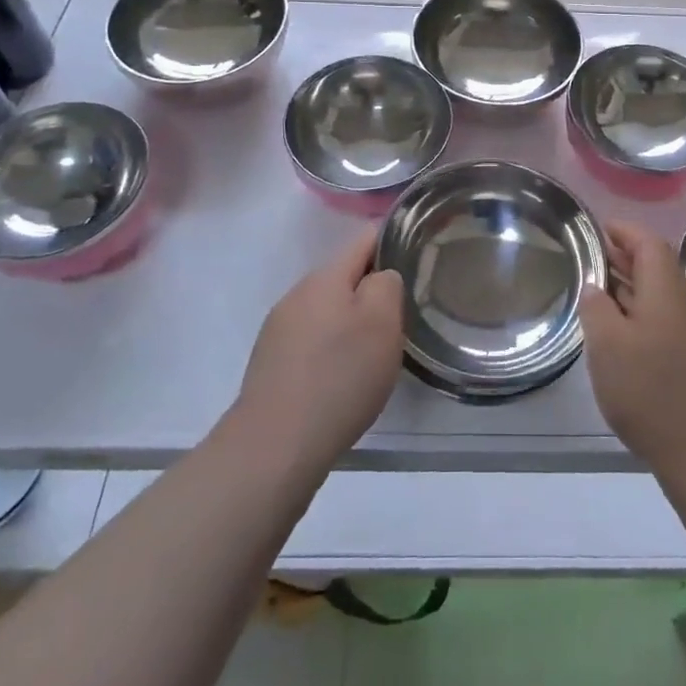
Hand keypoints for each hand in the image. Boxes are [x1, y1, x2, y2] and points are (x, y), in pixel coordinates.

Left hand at [234, 232, 403, 476]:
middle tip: (400, 317)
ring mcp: (278, 329)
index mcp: (325, 277)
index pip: (364, 240)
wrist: (274, 445)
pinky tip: (342, 377)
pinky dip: (330, 348)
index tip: (415, 259)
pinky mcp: (270, 363)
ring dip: (350, 321)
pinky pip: (311, 340)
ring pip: (326, 310)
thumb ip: (387, 284)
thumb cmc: (339, 376)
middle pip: (343, 277)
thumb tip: (380, 276)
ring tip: (374, 351)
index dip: (392, 243)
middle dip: (371, 289)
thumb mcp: (382, 322)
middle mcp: (297, 294)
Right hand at [580, 221, 685, 479]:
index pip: (648, 242)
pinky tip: (621, 331)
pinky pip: (665, 316)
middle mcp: (685, 302)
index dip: (623, 230)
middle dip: (624, 255)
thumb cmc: (651, 392)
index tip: (596, 229)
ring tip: (598, 290)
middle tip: (590, 257)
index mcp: (666, 289)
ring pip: (660, 292)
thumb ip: (596, 307)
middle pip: (656, 264)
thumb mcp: (607, 346)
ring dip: (631, 284)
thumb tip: (595, 285)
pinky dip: (640, 310)